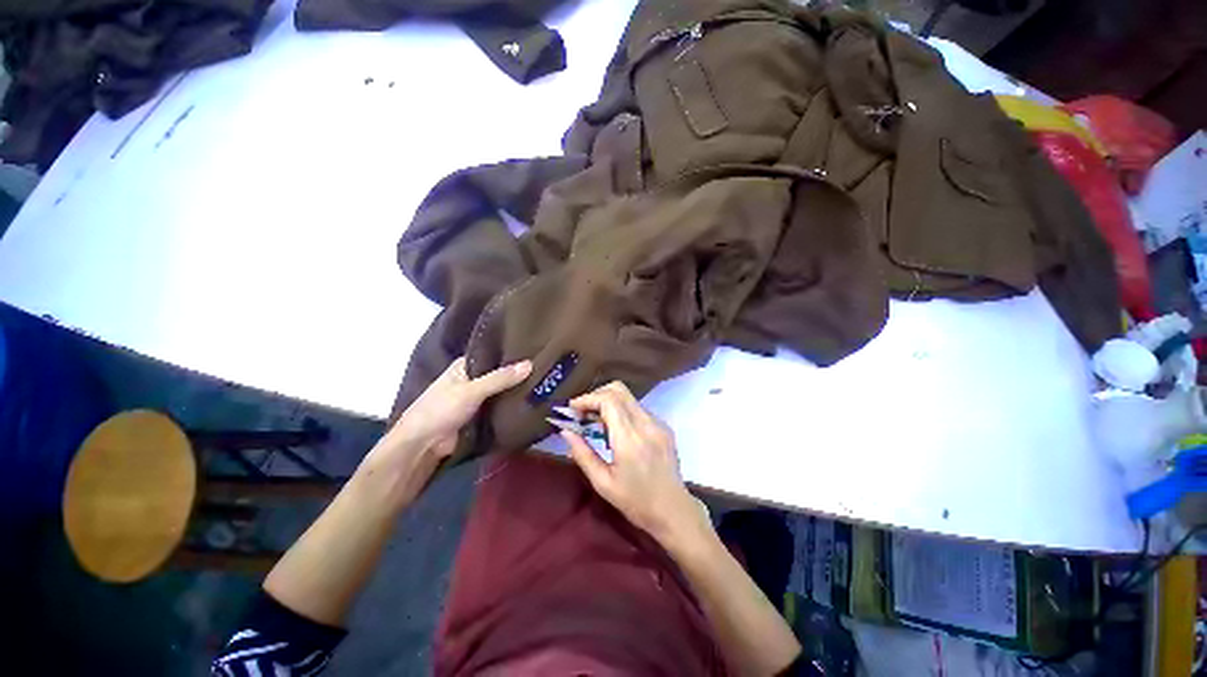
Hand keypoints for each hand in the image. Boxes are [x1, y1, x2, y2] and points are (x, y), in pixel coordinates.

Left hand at [367, 357, 531, 504]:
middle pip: (500, 372)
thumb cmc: (440, 410)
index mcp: (464, 365)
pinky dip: (512, 403)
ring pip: (502, 389)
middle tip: (546, 365)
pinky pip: (501, 405)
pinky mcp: (482, 414)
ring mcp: (477, 397)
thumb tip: (531, 363)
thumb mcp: (471, 390)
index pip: (493, 353)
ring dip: (517, 388)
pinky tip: (532, 399)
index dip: (512, 351)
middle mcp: (472, 378)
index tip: (536, 348)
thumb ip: (500, 378)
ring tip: (545, 379)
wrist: (422, 447)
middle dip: (518, 371)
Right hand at [561, 382, 708, 546]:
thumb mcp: (602, 483)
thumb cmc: (636, 502)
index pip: (608, 400)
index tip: (572, 408)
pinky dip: (622, 410)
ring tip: (595, 420)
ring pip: (629, 397)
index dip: (587, 398)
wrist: (674, 511)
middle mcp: (646, 424)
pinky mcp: (664, 426)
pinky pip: (638, 408)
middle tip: (582, 412)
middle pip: (619, 390)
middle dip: (596, 395)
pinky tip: (614, 428)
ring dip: (609, 402)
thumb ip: (582, 454)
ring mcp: (658, 423)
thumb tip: (565, 431)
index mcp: (630, 439)